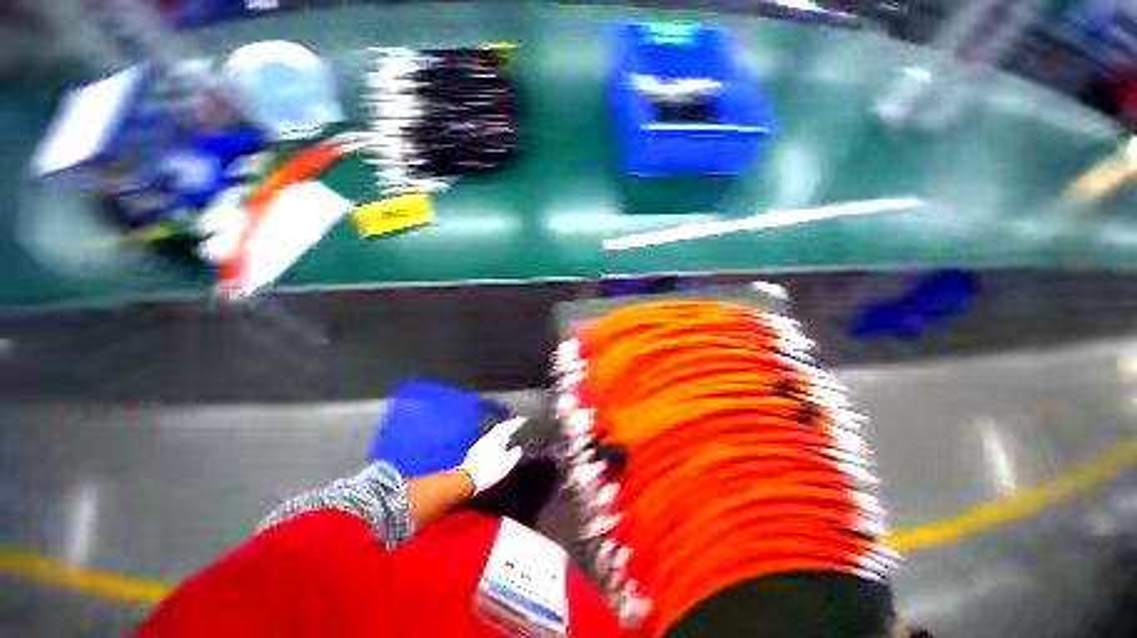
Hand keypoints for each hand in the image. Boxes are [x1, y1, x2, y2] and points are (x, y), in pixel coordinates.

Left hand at [459, 417, 525, 493]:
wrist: (468, 479)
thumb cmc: (490, 470)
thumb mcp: (508, 463)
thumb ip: (515, 453)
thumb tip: (519, 447)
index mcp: (498, 437)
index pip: (510, 425)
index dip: (517, 422)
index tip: (524, 419)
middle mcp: (489, 436)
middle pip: (500, 427)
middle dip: (509, 425)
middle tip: (517, 425)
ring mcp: (481, 442)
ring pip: (493, 433)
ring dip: (502, 431)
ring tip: (508, 434)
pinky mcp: (475, 449)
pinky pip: (488, 439)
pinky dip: (495, 438)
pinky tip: (496, 444)